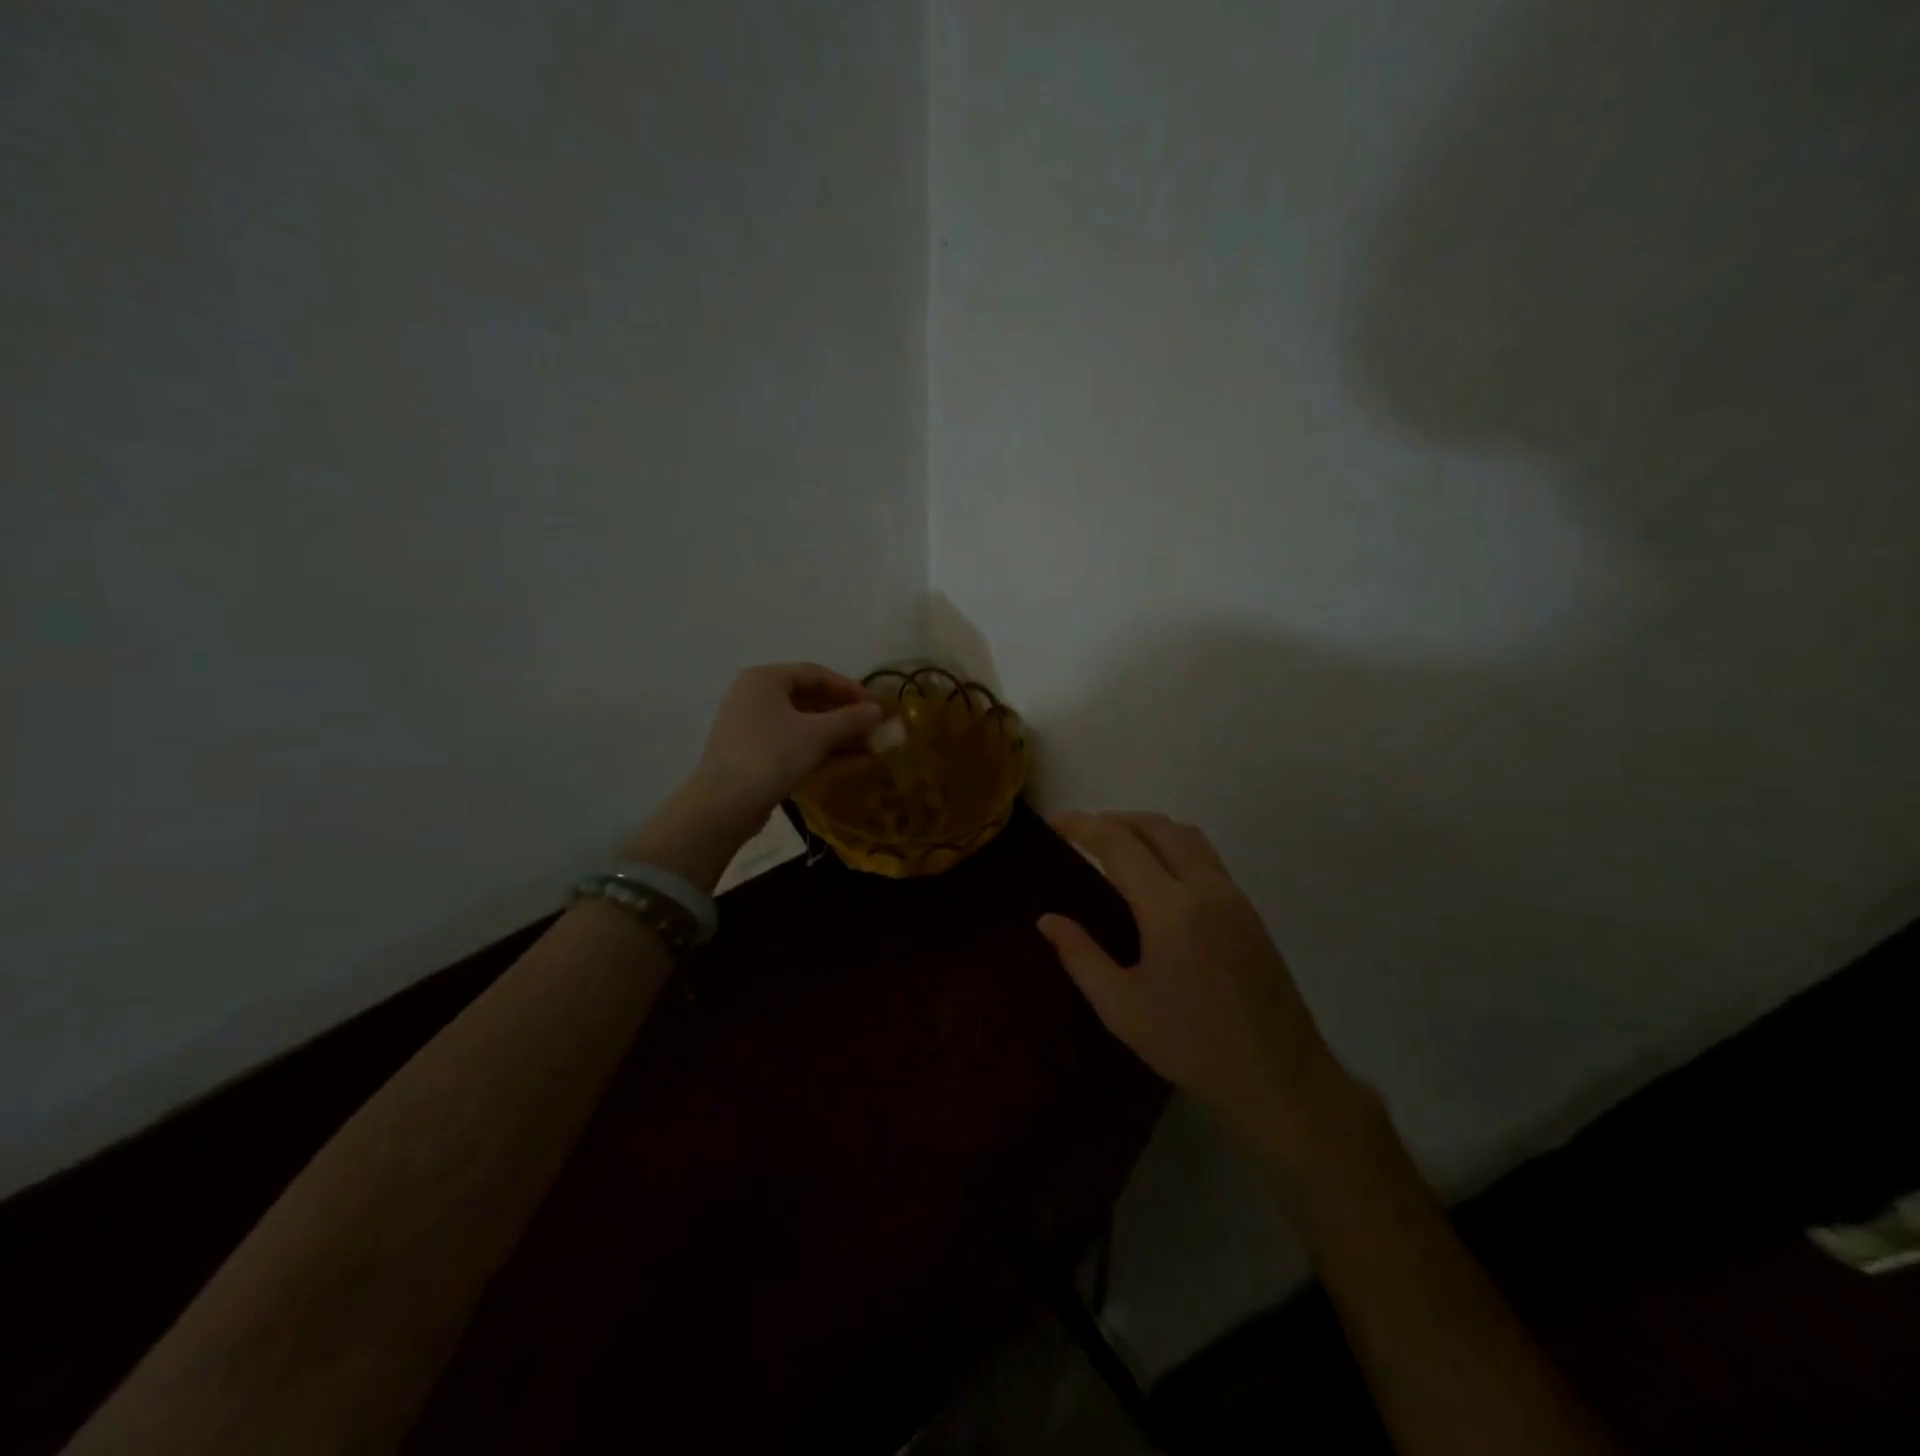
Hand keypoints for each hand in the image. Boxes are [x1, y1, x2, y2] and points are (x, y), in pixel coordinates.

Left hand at [691, 662, 882, 819]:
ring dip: (839, 738)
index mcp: (765, 679)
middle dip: (846, 717)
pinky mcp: (756, 757)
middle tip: (875, 729)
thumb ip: (851, 719)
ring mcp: (754, 729)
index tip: (877, 705)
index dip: (850, 689)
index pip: (816, 674)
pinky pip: (796, 746)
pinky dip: (823, 753)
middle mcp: (755, 697)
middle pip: (810, 701)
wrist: (725, 805)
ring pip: (805, 727)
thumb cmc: (772, 754)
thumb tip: (878, 711)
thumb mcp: (817, 734)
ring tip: (872, 749)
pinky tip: (856, 765)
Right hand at [1039, 811, 1357, 1153]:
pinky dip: (1173, 847)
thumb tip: (1047, 920)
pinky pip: (1206, 858)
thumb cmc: (1190, 1045)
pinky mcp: (1249, 912)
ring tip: (1117, 846)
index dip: (1083, 825)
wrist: (1278, 1078)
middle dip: (1116, 819)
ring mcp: (1233, 896)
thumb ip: (1080, 956)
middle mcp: (1204, 888)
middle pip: (1157, 827)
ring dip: (1148, 828)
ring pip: (1187, 836)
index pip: (1119, 844)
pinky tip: (1156, 877)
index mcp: (1169, 908)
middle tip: (1082, 832)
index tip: (1054, 821)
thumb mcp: (1120, 1008)